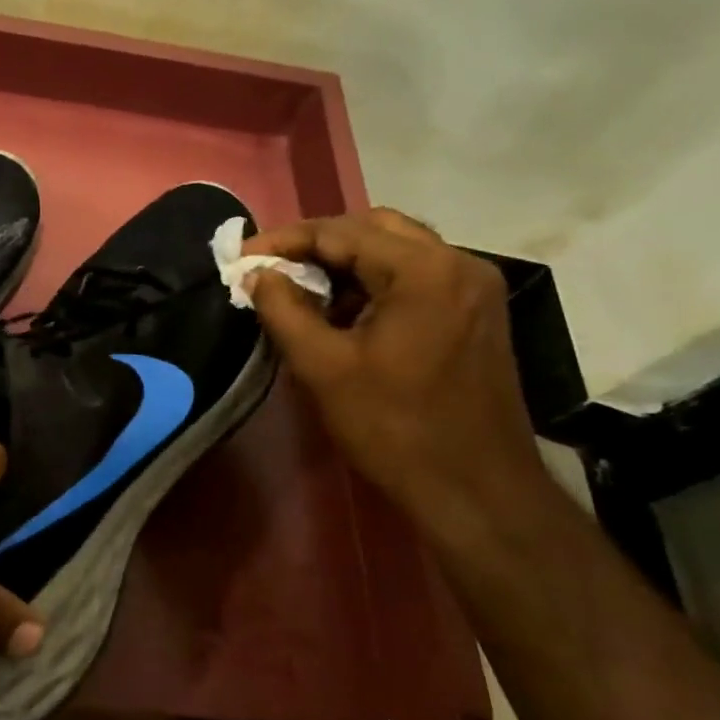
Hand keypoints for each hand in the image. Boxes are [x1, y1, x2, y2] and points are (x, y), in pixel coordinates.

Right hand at [243, 209, 554, 544]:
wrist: (477, 491)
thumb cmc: (395, 428)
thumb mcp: (323, 368)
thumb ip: (282, 309)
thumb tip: (255, 273)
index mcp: (424, 270)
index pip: (341, 231)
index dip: (284, 240)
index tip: (241, 256)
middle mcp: (458, 263)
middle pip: (374, 228)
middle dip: (317, 243)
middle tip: (272, 268)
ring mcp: (474, 287)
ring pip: (397, 249)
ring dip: (347, 261)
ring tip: (302, 288)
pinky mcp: (477, 312)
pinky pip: (417, 275)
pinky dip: (375, 281)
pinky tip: (345, 311)